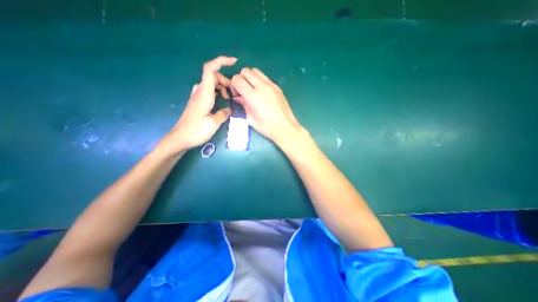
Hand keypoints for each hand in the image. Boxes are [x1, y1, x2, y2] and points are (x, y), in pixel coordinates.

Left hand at [158, 56, 236, 153]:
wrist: (180, 138)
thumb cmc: (196, 131)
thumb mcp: (213, 123)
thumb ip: (223, 114)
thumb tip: (229, 110)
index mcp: (204, 94)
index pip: (210, 69)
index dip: (221, 61)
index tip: (234, 62)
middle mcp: (200, 92)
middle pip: (213, 76)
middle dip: (226, 80)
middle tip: (234, 93)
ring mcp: (198, 96)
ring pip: (212, 84)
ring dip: (222, 87)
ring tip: (229, 99)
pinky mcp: (198, 102)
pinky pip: (209, 91)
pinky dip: (218, 92)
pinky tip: (222, 102)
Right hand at [232, 67, 306, 147]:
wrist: (286, 128)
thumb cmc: (267, 128)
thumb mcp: (250, 119)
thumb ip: (243, 105)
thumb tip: (238, 97)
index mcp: (253, 96)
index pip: (237, 79)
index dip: (233, 85)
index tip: (237, 95)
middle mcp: (262, 86)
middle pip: (245, 71)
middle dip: (241, 79)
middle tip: (243, 91)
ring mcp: (271, 85)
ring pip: (255, 71)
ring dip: (250, 77)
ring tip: (252, 90)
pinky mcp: (277, 87)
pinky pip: (265, 77)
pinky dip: (259, 80)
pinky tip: (261, 93)